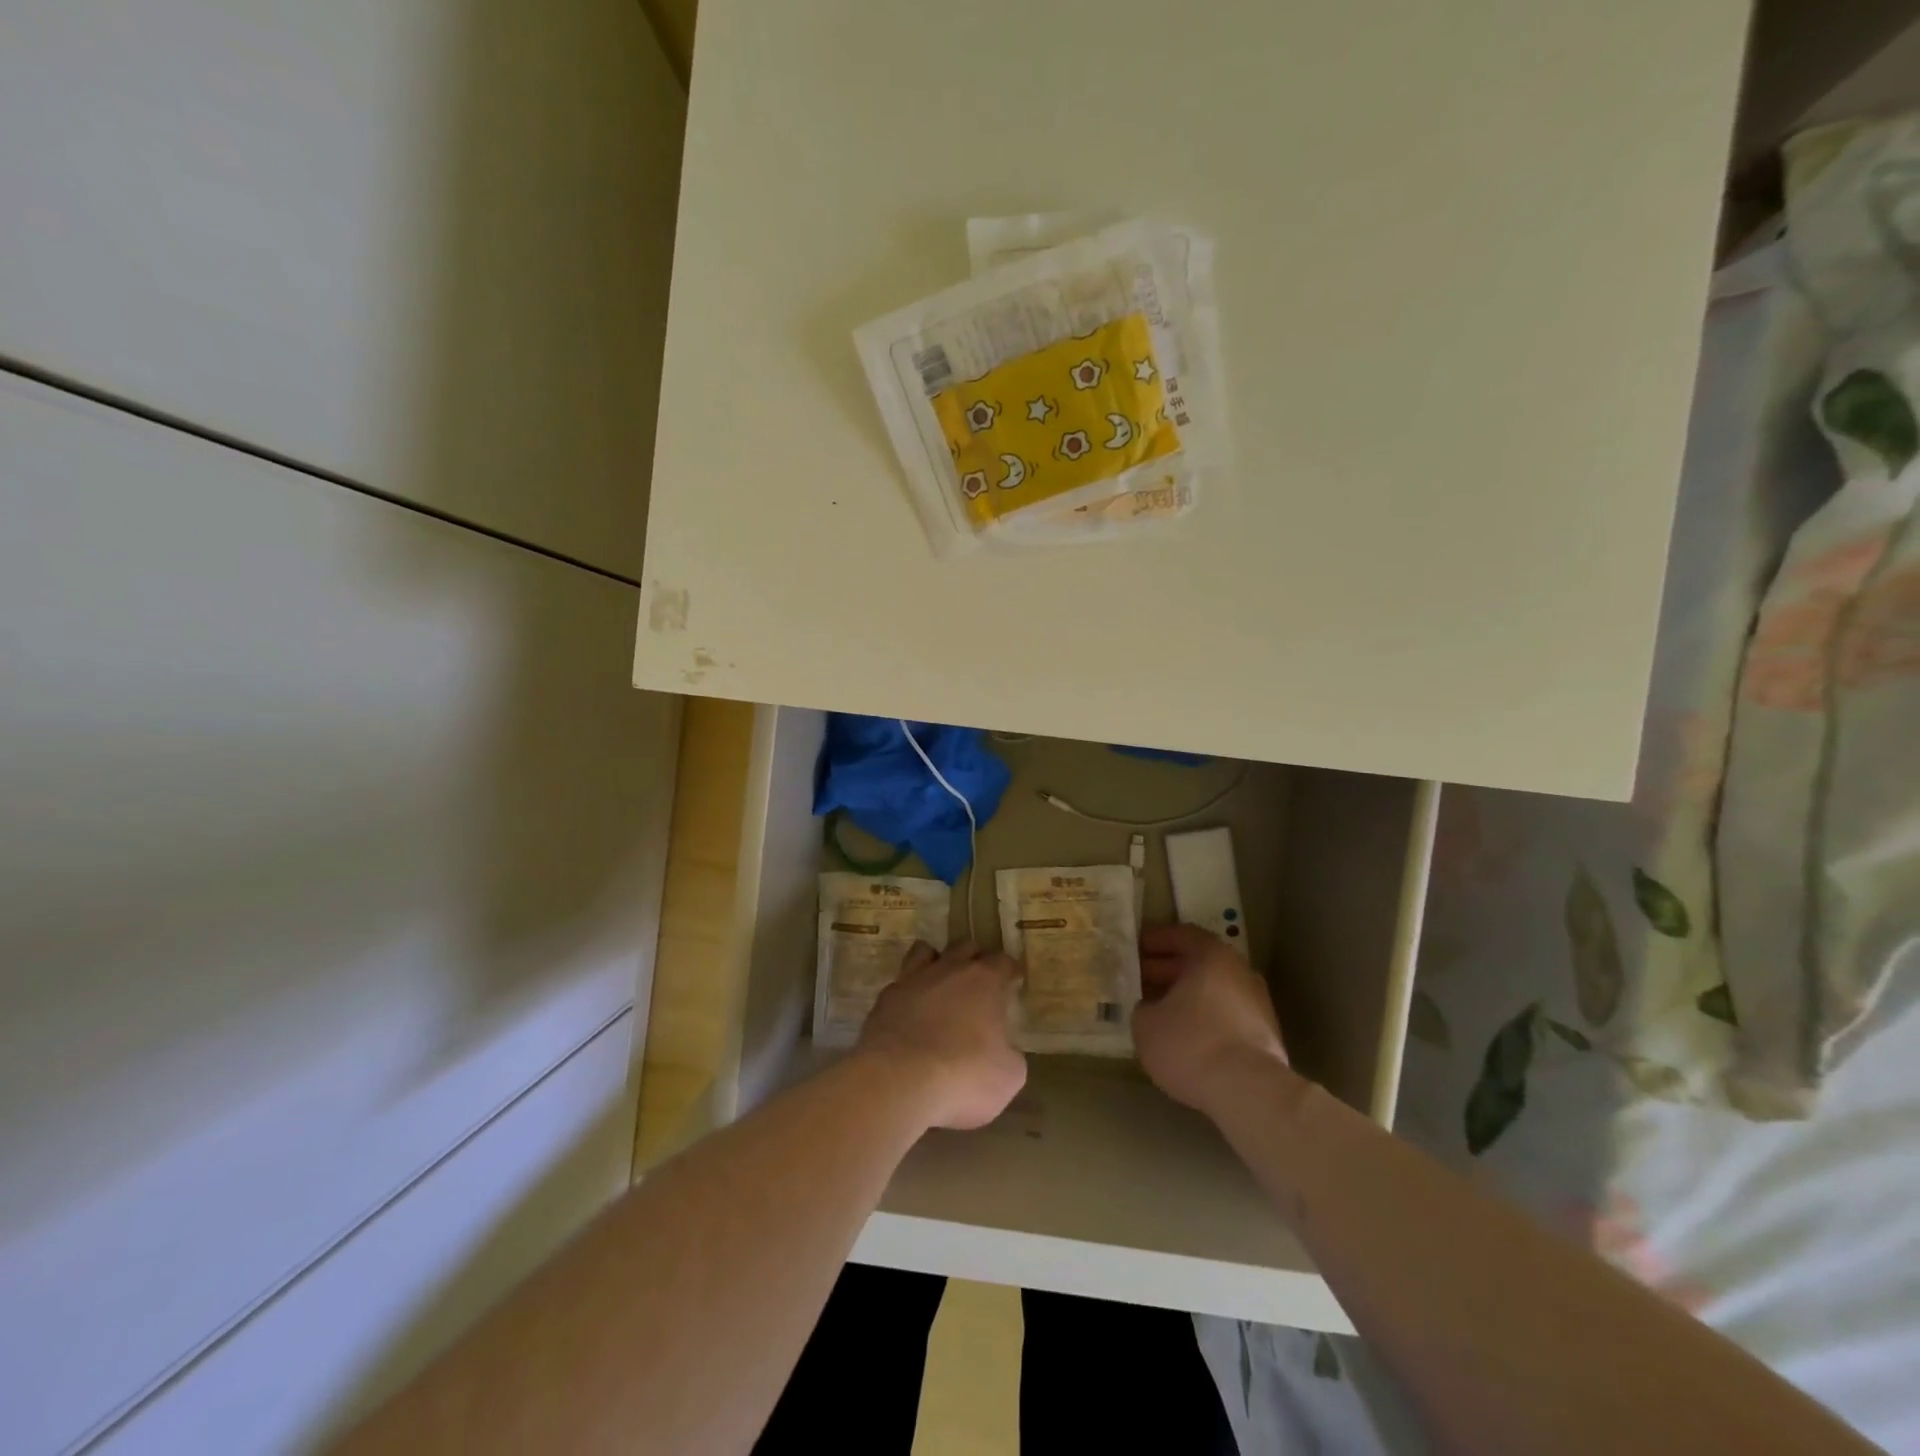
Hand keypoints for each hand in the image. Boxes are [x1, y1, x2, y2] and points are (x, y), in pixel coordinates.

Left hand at [857, 941, 1026, 1130]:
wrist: (898, 1081)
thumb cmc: (963, 1074)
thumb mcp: (1008, 1075)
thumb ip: (1009, 1054)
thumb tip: (1003, 1051)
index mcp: (985, 981)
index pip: (1003, 961)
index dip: (1010, 970)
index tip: (1013, 981)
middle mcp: (949, 969)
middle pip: (965, 946)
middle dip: (975, 959)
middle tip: (980, 982)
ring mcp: (913, 980)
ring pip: (925, 951)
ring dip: (936, 961)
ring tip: (940, 983)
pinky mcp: (885, 998)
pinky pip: (900, 983)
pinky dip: (909, 993)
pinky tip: (910, 1013)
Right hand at [1133, 923, 1291, 1119]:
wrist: (1249, 1091)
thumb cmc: (1190, 1044)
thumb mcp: (1146, 1023)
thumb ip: (1144, 1007)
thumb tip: (1151, 1008)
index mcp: (1211, 956)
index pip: (1182, 934)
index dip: (1157, 940)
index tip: (1137, 949)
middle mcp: (1239, 971)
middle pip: (1200, 961)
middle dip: (1169, 969)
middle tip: (1142, 979)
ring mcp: (1257, 1002)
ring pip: (1215, 989)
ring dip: (1189, 994)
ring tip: (1162, 1010)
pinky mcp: (1266, 1033)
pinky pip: (1228, 1013)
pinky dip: (1207, 1016)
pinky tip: (1188, 1035)